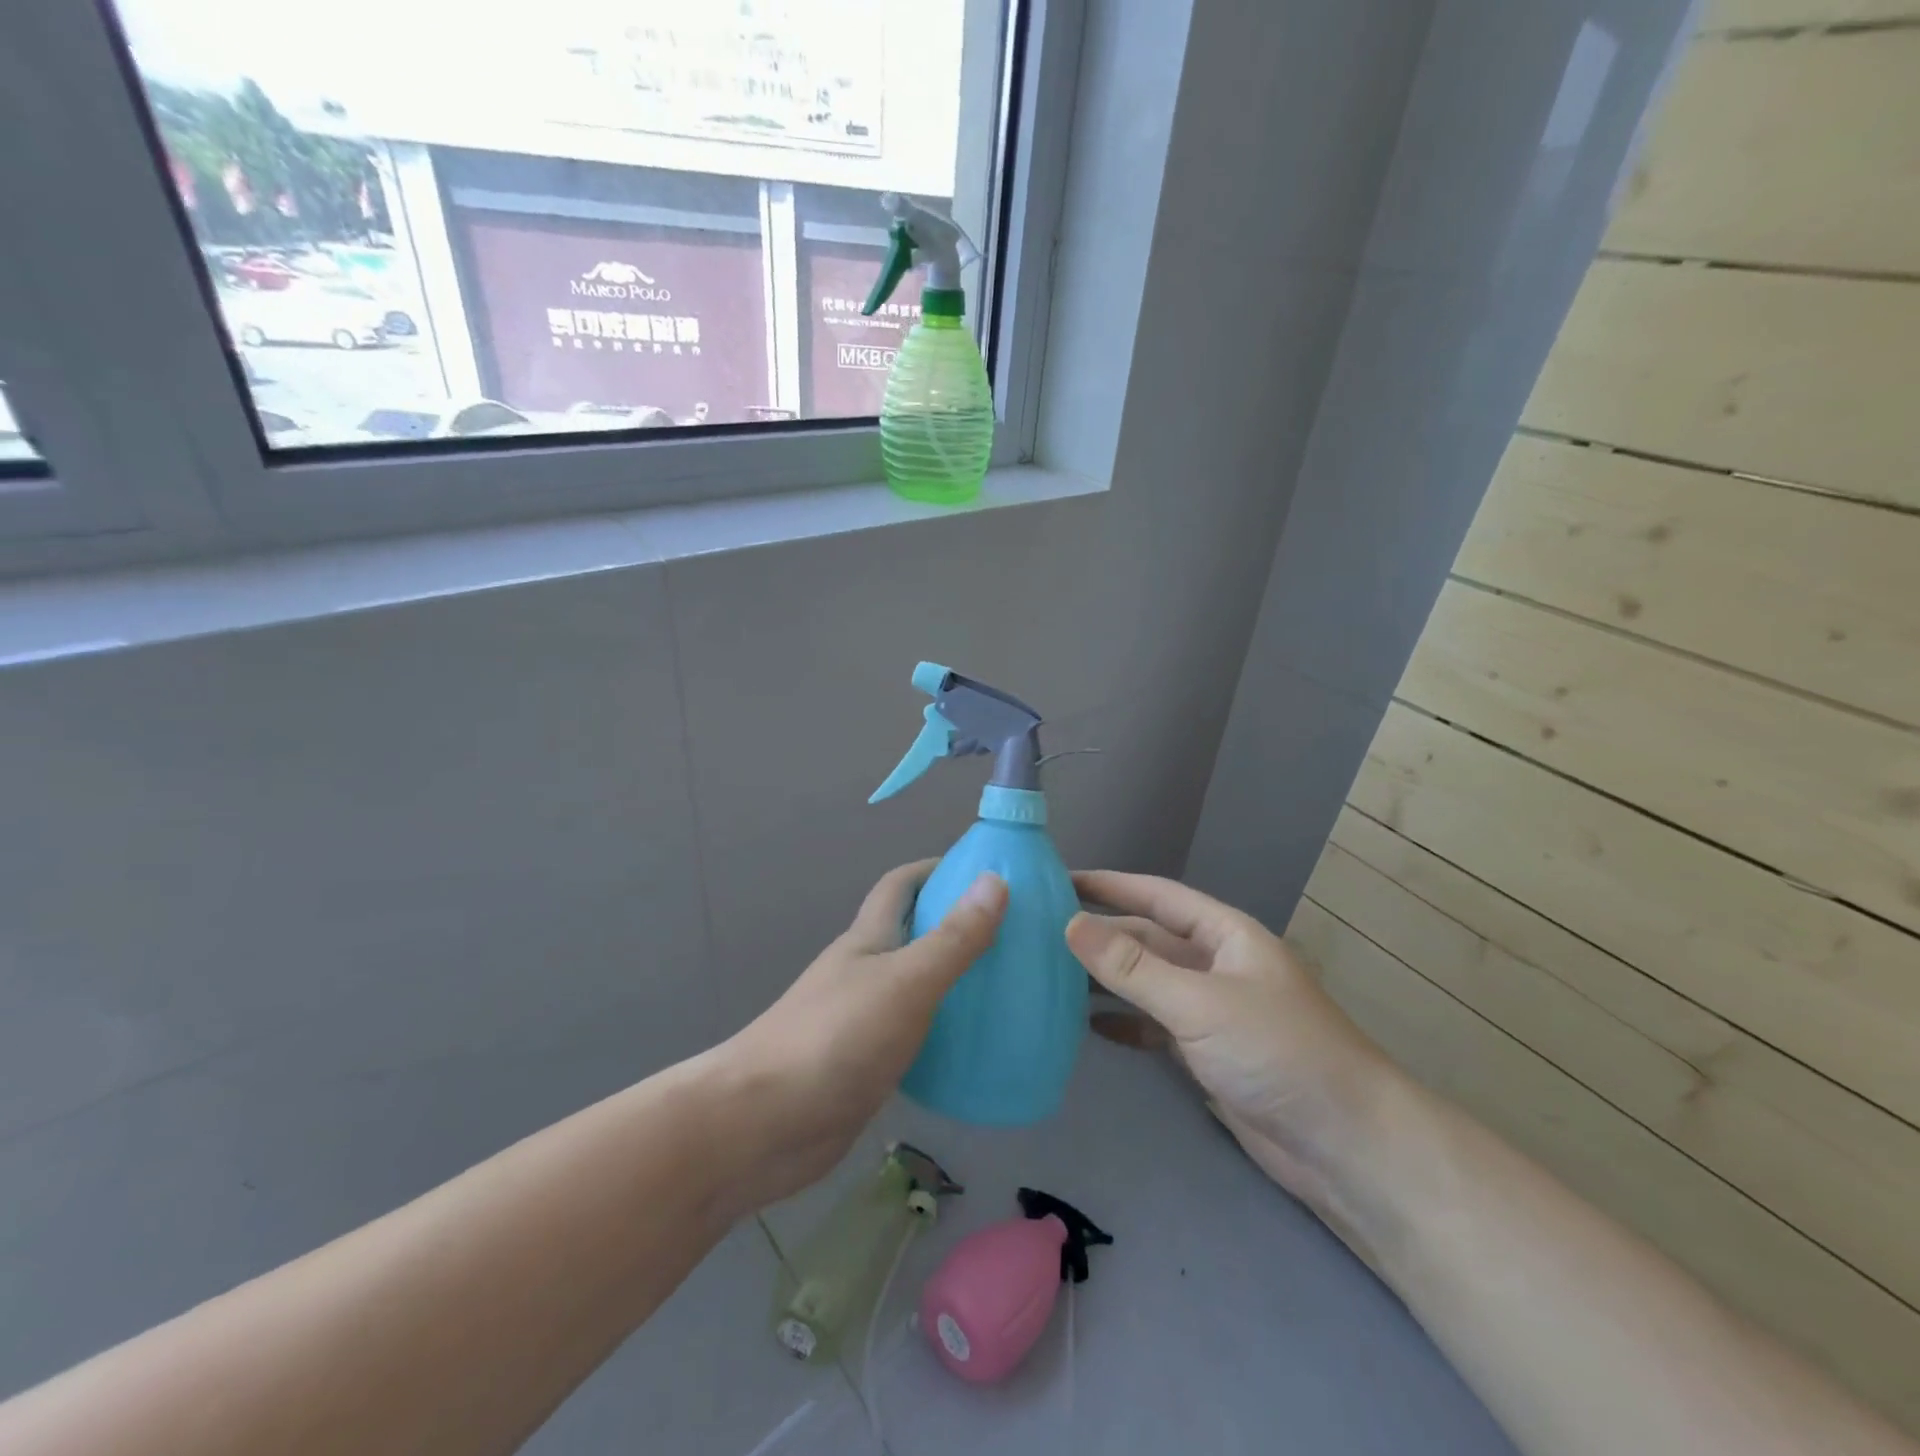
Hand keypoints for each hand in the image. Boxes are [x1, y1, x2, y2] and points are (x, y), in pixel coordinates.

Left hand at [717, 862, 1006, 1212]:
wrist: (761, 1124)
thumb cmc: (835, 1038)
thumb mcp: (905, 981)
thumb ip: (952, 938)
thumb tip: (995, 880)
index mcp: (868, 939)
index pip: (901, 885)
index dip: (936, 869)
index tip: (985, 872)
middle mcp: (864, 972)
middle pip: (912, 934)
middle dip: (955, 926)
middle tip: (1014, 936)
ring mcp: (861, 1020)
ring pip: (915, 987)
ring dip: (953, 982)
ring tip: (1007, 990)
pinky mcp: (865, 1066)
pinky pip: (914, 1036)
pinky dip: (943, 1033)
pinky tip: (976, 1049)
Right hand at [1066, 872, 1393, 1206]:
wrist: (1346, 1146)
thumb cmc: (1277, 1053)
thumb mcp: (1199, 1002)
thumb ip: (1133, 966)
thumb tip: (1070, 924)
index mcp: (1224, 935)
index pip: (1156, 895)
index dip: (1109, 884)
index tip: (1058, 879)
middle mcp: (1217, 965)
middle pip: (1148, 938)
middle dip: (1101, 934)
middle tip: (1040, 932)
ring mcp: (1214, 1011)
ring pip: (1149, 983)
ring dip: (1107, 980)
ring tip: (1051, 977)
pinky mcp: (1210, 1054)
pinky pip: (1156, 1026)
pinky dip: (1126, 1024)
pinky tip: (1089, 1028)